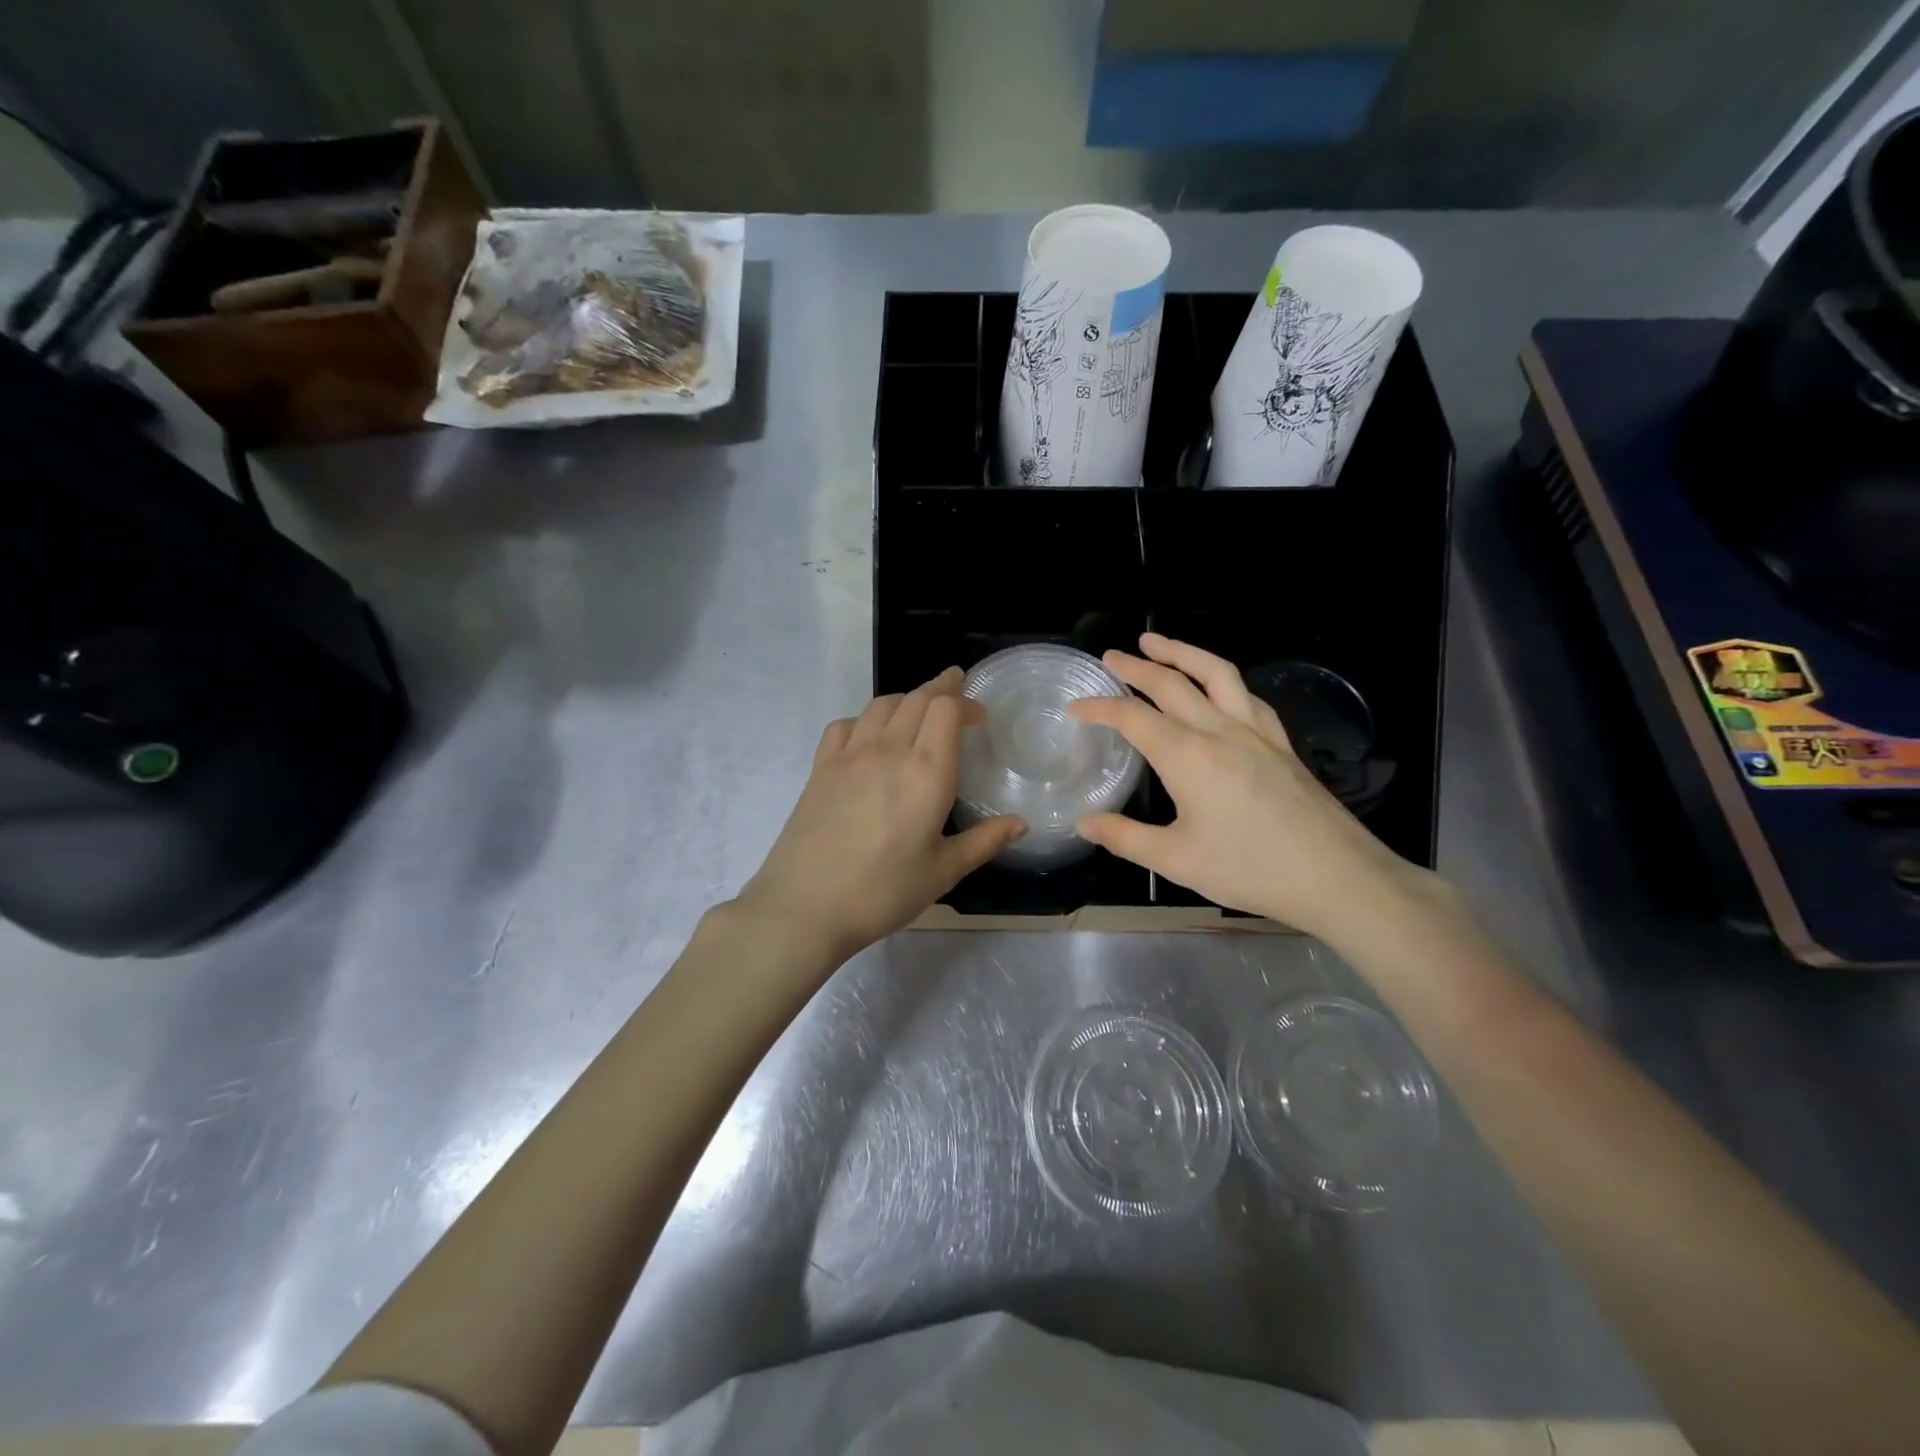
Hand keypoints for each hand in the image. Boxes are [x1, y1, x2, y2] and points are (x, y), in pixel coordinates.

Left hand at [733, 669, 1024, 962]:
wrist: (805, 907)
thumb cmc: (883, 892)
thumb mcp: (943, 871)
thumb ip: (984, 841)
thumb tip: (1021, 823)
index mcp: (926, 772)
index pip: (946, 710)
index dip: (965, 702)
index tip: (979, 715)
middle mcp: (888, 751)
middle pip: (916, 699)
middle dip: (941, 688)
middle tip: (956, 687)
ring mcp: (849, 756)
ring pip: (881, 705)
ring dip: (905, 699)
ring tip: (918, 709)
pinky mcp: (820, 769)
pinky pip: (845, 725)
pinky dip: (865, 719)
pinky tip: (869, 736)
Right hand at [1067, 634, 1433, 942]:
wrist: (1336, 875)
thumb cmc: (1250, 868)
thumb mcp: (1176, 860)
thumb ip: (1126, 838)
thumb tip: (1085, 824)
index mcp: (1187, 756)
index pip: (1133, 717)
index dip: (1100, 707)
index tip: (1076, 705)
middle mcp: (1219, 730)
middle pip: (1172, 683)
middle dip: (1137, 666)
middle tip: (1111, 656)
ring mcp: (1256, 731)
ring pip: (1215, 673)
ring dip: (1183, 652)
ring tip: (1158, 641)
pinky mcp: (1280, 742)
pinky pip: (1246, 695)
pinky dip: (1222, 678)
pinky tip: (1218, 686)